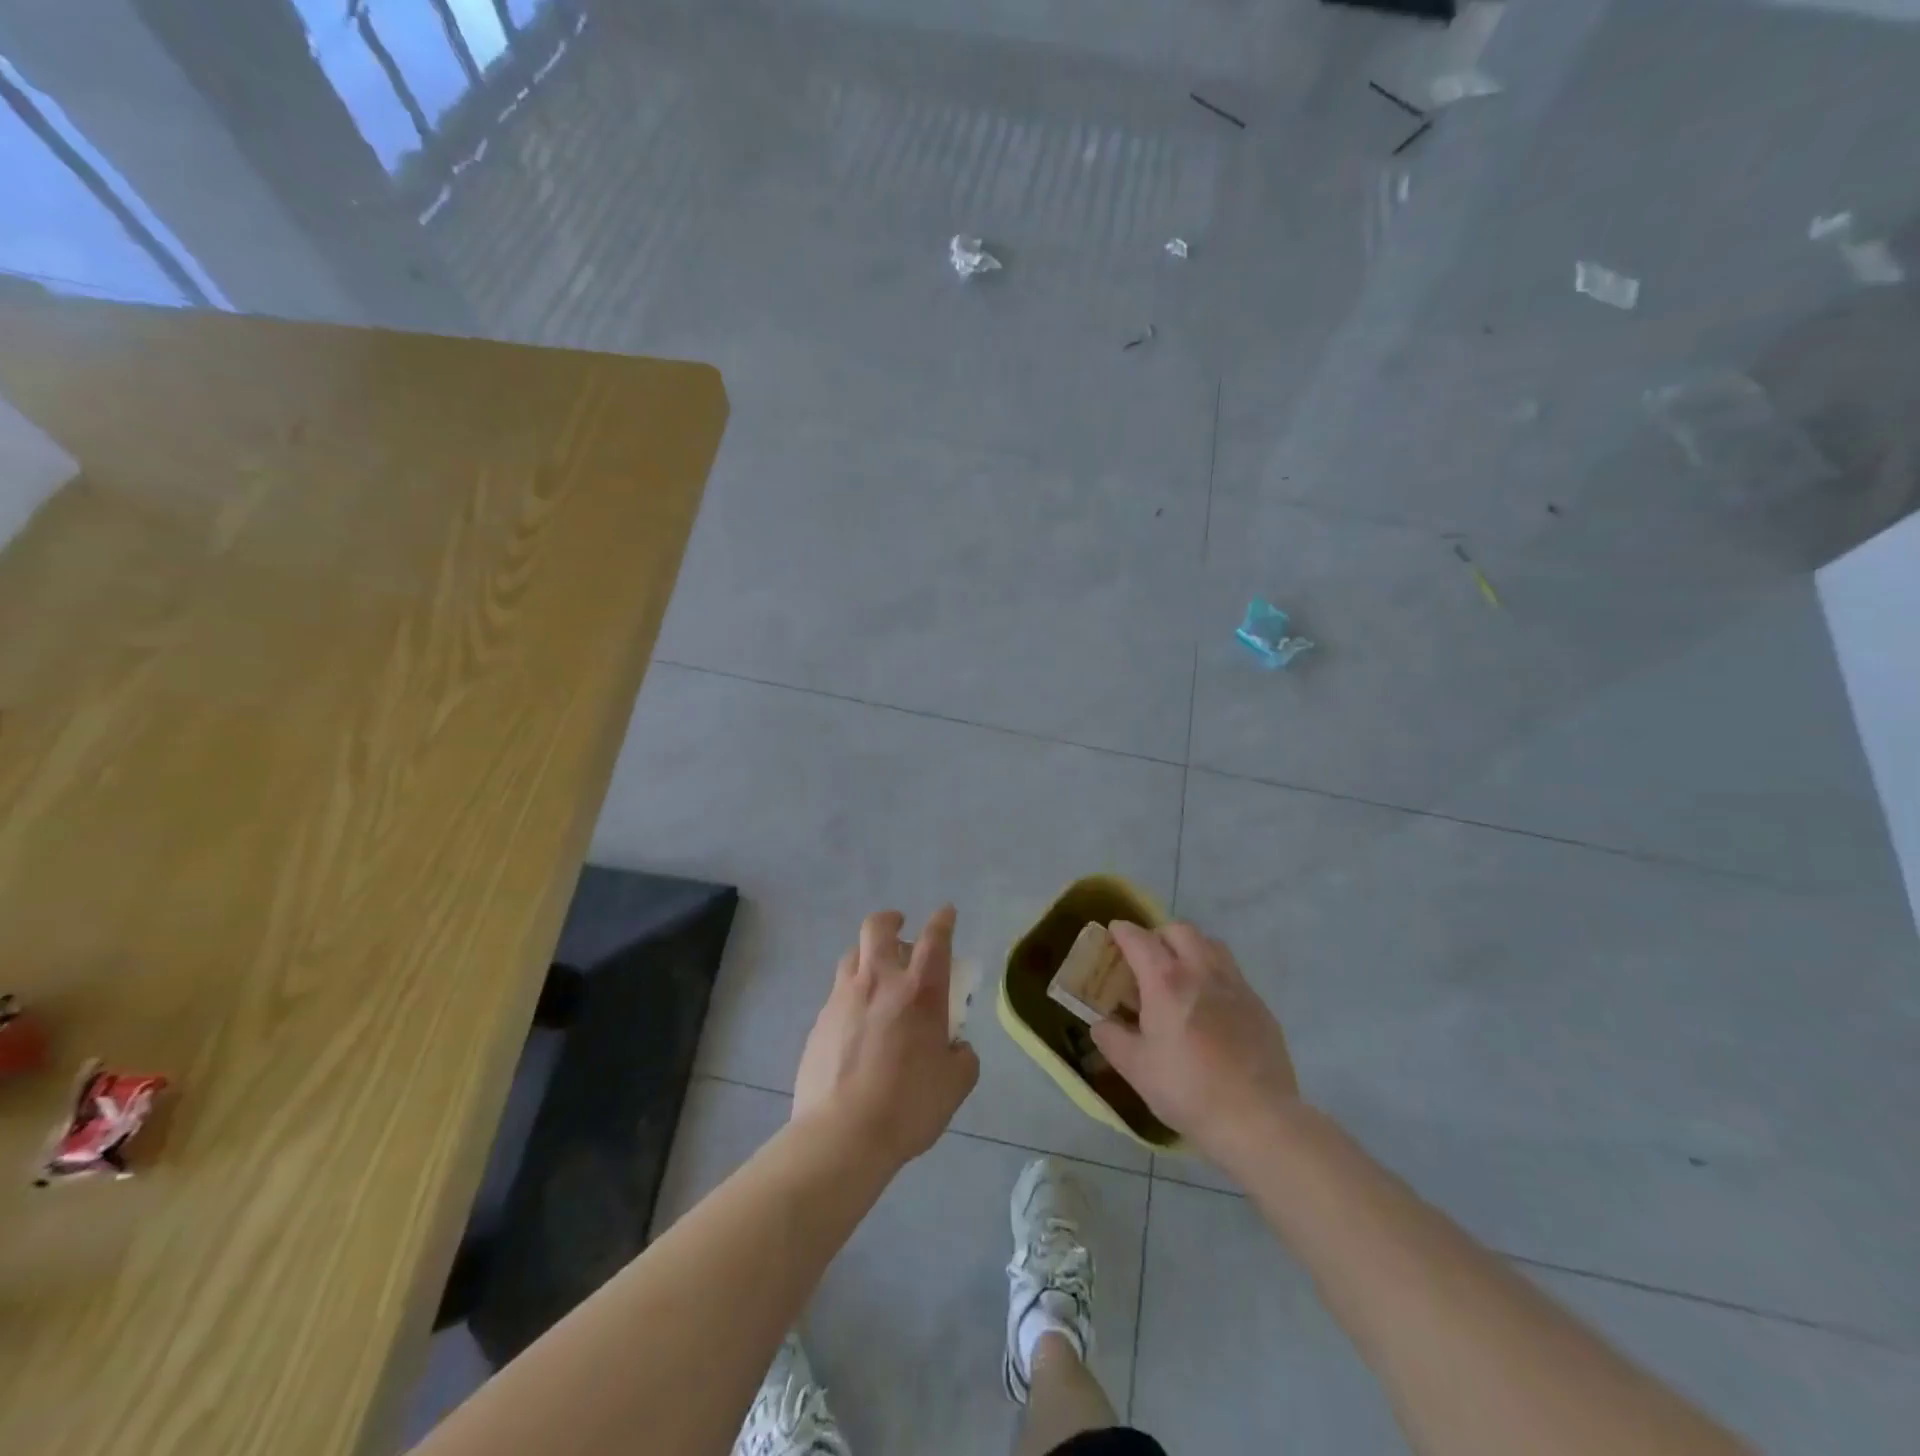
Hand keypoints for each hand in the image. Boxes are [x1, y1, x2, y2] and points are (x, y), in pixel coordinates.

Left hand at [793, 906, 979, 1166]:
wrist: (842, 1135)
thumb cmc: (908, 1106)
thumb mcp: (955, 1084)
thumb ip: (962, 1057)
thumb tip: (955, 1047)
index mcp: (919, 991)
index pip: (935, 939)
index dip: (943, 920)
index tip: (946, 913)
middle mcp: (879, 982)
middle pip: (878, 928)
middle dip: (891, 920)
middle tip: (900, 928)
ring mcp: (843, 998)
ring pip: (852, 955)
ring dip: (867, 955)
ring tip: (876, 974)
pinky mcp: (819, 1021)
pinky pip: (837, 994)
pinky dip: (851, 995)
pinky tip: (856, 1022)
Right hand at [1090, 922, 1298, 1168]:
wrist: (1257, 1119)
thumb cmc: (1187, 1090)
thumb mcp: (1135, 1068)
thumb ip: (1111, 1038)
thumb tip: (1100, 1023)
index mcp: (1166, 981)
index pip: (1139, 939)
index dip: (1122, 932)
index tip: (1113, 934)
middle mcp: (1202, 971)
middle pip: (1179, 930)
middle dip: (1159, 935)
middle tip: (1148, 958)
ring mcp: (1235, 985)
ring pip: (1211, 944)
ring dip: (1190, 948)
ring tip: (1181, 974)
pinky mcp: (1259, 1005)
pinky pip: (1232, 973)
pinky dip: (1214, 974)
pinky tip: (1210, 1006)